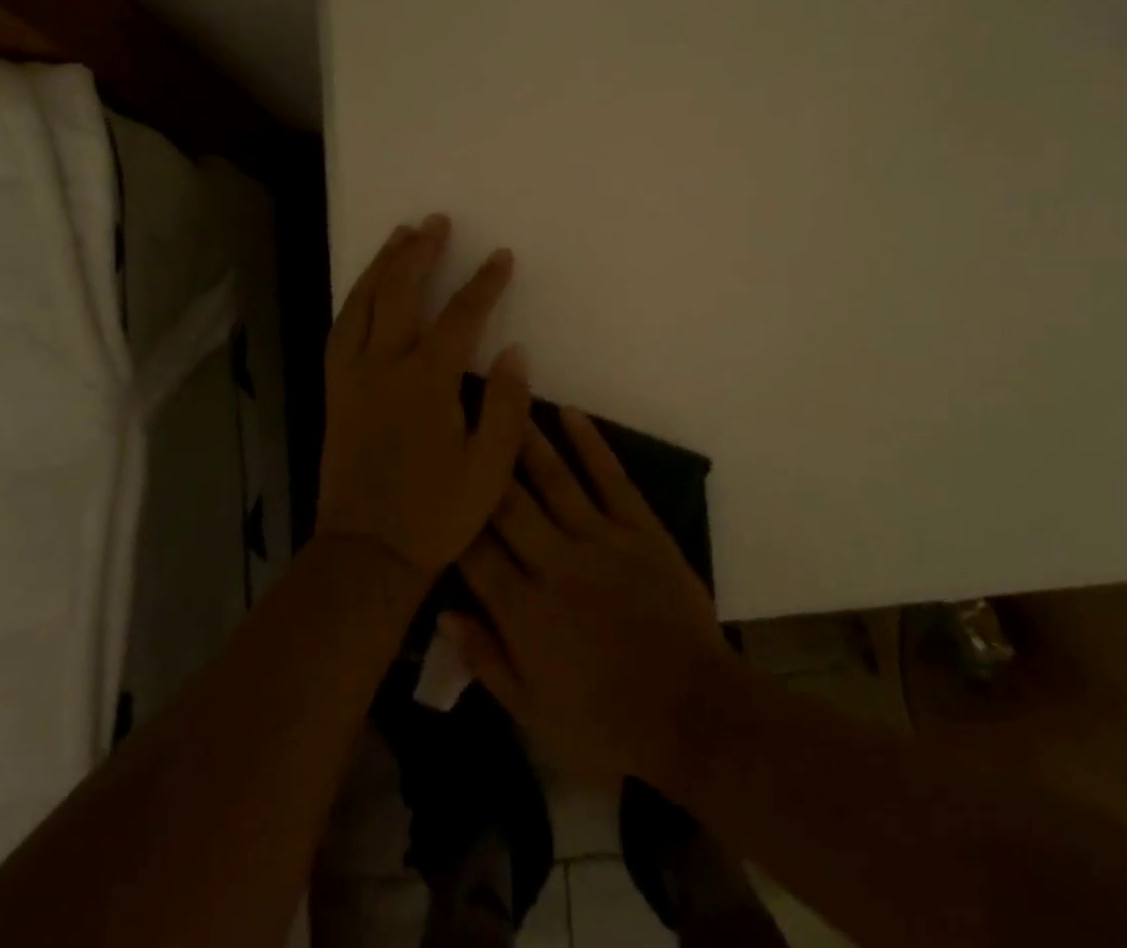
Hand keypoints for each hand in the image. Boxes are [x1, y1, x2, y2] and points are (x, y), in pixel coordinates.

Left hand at [317, 214, 532, 581]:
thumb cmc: (436, 513)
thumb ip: (505, 405)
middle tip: (434, 221)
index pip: (460, 317)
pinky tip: (363, 292)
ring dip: (381, 266)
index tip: (501, 256)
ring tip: (398, 236)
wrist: (367, 554)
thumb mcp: (489, 467)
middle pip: (399, 294)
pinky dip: (353, 301)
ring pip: (361, 305)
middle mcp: (384, 367)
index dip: (483, 283)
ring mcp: (352, 378)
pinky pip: (341, 331)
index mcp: (426, 382)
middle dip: (419, 253)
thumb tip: (514, 350)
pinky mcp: (334, 393)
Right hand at [447, 409, 731, 785]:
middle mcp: (555, 563)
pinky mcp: (640, 529)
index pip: (474, 552)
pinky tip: (570, 412)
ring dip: (525, 439)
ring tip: (502, 400)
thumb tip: (444, 613)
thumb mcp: (534, 714)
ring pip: (554, 480)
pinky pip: (611, 478)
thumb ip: (487, 661)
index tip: (433, 479)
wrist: (693, 714)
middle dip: (480, 459)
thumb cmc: (607, 725)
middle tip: (457, 414)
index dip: (450, 516)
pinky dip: (591, 444)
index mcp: (524, 611)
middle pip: (507, 504)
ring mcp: (601, 540)